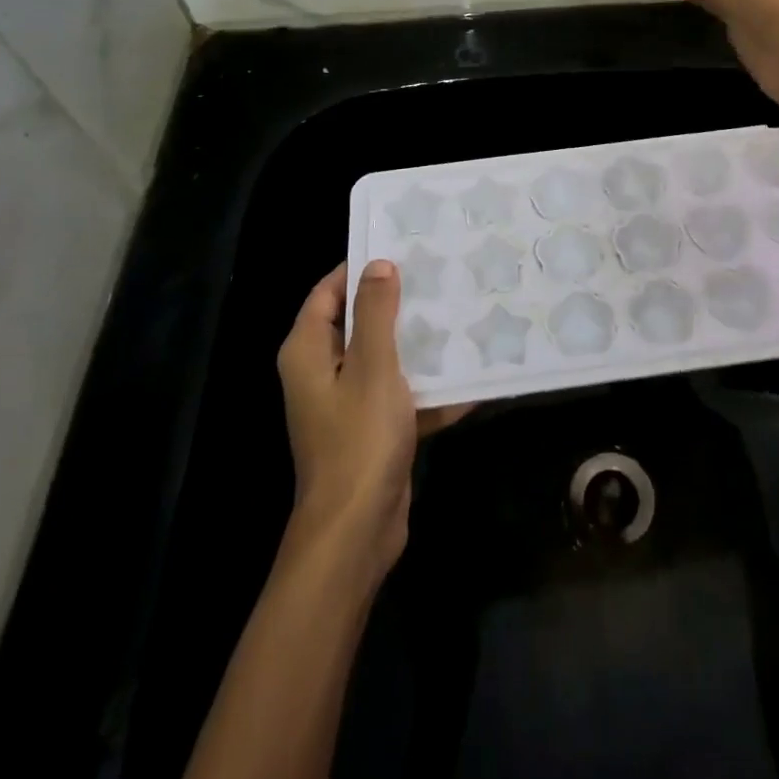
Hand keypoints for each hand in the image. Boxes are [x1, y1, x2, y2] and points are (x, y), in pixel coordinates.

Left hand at [276, 262, 465, 579]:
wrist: (357, 531)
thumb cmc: (359, 439)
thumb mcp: (372, 365)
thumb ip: (375, 312)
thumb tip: (379, 265)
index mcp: (308, 351)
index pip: (328, 291)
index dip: (359, 268)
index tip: (401, 247)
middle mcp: (322, 371)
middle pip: (358, 322)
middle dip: (397, 302)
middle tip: (439, 276)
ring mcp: (347, 403)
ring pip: (383, 357)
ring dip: (417, 343)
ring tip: (459, 313)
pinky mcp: (371, 429)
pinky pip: (400, 394)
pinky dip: (427, 388)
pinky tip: (470, 377)